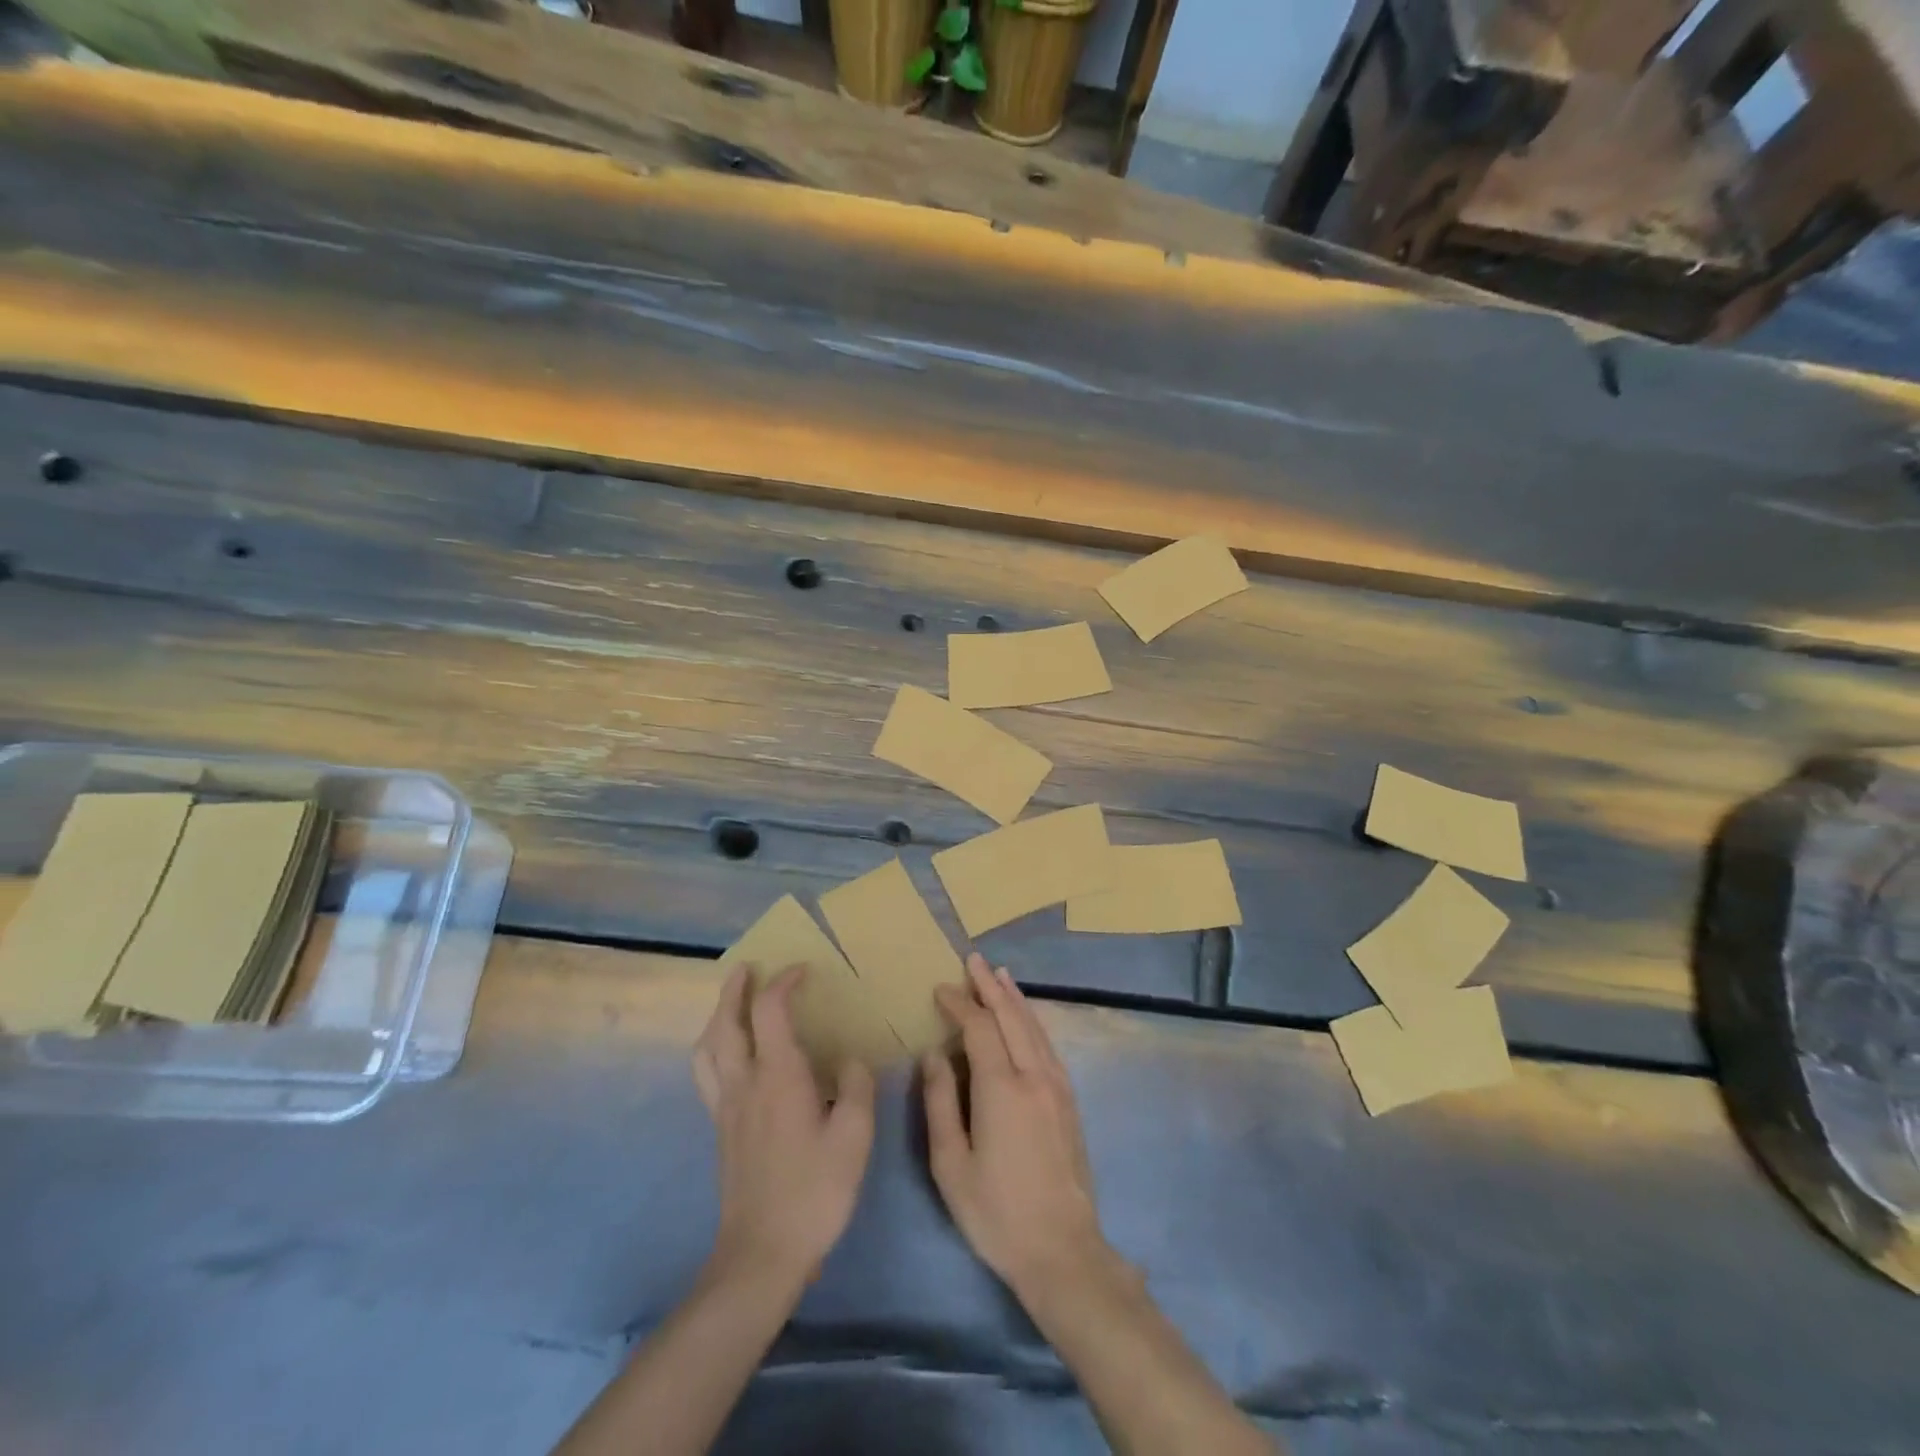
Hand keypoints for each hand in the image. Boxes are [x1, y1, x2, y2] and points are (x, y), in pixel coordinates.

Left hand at [692, 965, 875, 1288]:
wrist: (762, 1255)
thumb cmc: (814, 1192)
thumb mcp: (854, 1138)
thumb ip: (854, 1088)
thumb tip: (847, 1062)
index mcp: (778, 1077)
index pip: (770, 1011)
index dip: (783, 983)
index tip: (802, 972)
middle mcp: (744, 1083)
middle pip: (725, 1023)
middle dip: (735, 990)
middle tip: (747, 968)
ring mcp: (726, 1108)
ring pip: (707, 1049)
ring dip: (716, 1017)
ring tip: (730, 1005)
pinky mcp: (720, 1131)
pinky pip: (707, 1074)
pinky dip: (713, 1049)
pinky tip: (729, 1057)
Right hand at [923, 954, 1113, 1300]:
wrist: (1062, 1250)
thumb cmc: (996, 1212)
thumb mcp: (951, 1165)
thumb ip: (940, 1103)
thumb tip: (934, 1055)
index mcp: (1001, 1088)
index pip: (979, 1028)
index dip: (960, 1004)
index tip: (941, 989)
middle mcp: (1033, 1076)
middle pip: (1011, 1016)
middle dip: (989, 986)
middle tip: (972, 960)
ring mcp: (1057, 1086)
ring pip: (1034, 1026)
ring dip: (1014, 998)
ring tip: (999, 975)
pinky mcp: (1069, 1100)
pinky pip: (1048, 1044)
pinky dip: (1032, 1021)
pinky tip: (1026, 1017)